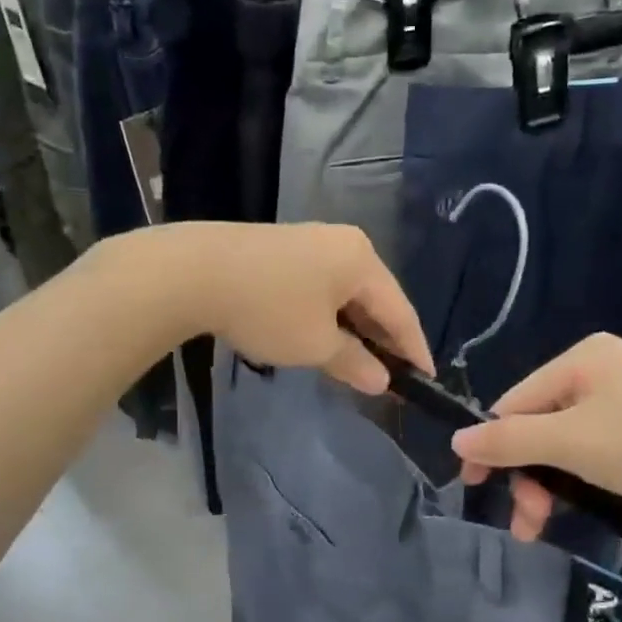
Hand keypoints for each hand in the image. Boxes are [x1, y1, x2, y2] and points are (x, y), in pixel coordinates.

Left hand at [183, 222, 432, 394]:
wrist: (193, 271)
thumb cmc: (268, 308)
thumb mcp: (315, 345)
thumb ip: (355, 362)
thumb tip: (381, 380)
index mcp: (362, 260)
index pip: (401, 311)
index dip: (415, 348)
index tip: (427, 379)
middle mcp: (344, 243)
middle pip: (376, 297)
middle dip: (385, 338)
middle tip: (394, 374)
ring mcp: (312, 241)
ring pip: (347, 293)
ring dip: (356, 328)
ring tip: (361, 362)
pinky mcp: (285, 250)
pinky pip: (323, 287)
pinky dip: (331, 315)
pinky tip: (325, 336)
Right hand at [450, 333, 621, 541]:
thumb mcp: (576, 443)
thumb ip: (512, 441)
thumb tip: (457, 439)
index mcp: (580, 360)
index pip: (513, 403)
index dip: (491, 448)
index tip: (478, 492)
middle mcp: (605, 368)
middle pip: (543, 423)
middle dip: (530, 475)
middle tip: (532, 525)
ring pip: (574, 440)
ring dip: (557, 481)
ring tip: (555, 523)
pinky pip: (606, 445)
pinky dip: (591, 476)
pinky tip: (596, 499)